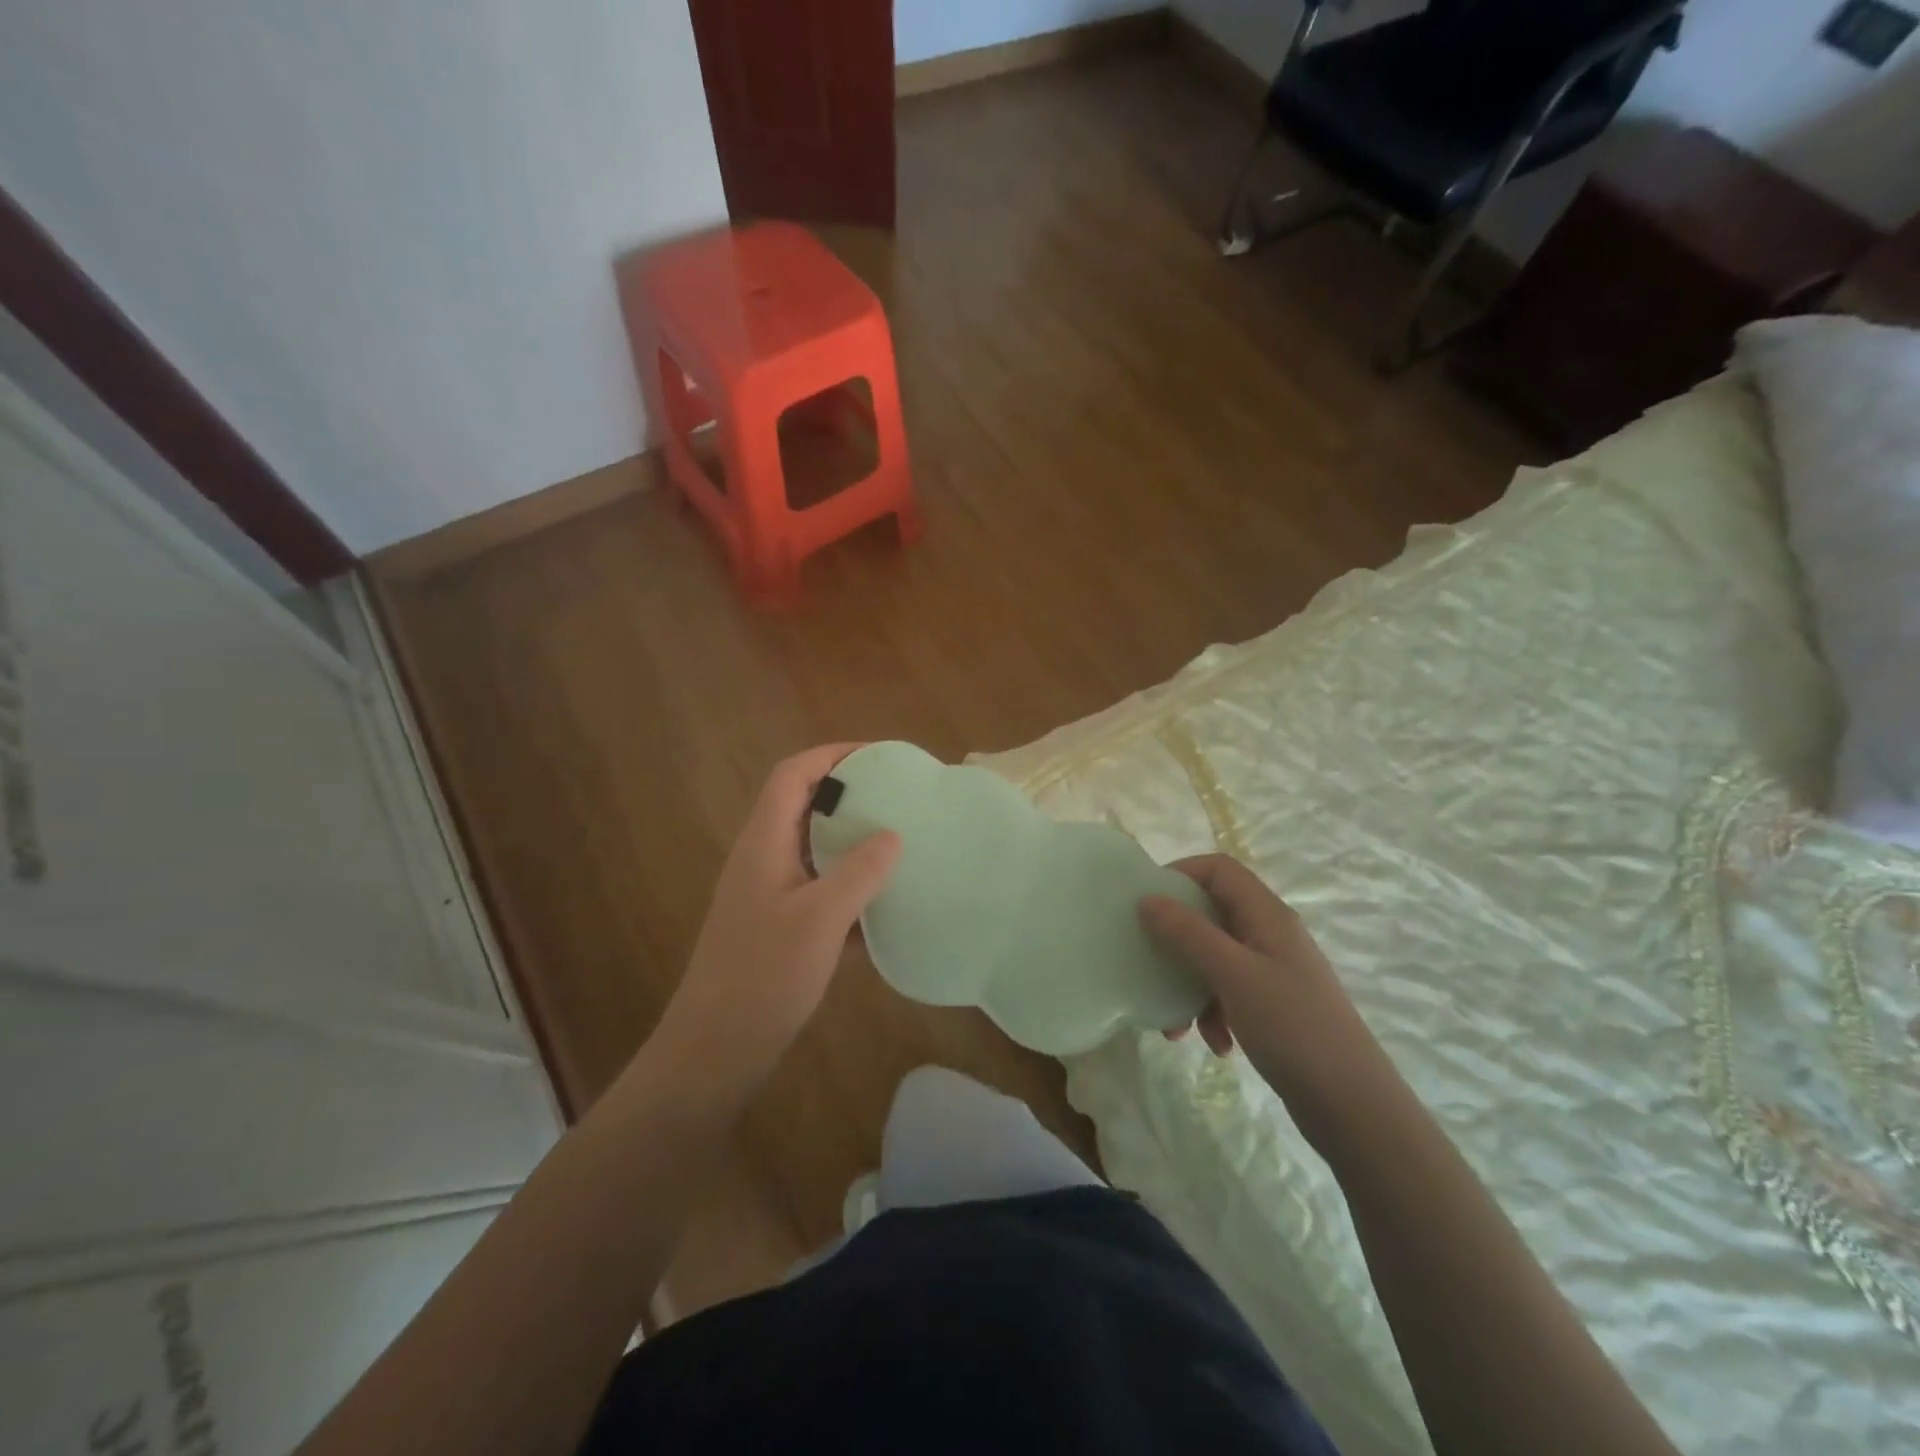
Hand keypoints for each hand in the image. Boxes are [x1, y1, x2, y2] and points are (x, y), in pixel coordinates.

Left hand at [653, 745, 901, 1091]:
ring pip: (814, 849)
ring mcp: (770, 894)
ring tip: (900, 841)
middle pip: (803, 806)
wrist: (715, 1051)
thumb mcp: (819, 920)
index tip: (880, 757)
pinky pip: (820, 889)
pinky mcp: (780, 926)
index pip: (792, 775)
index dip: (832, 755)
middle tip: (899, 798)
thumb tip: (892, 833)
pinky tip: (886, 903)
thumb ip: (858, 872)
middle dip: (849, 794)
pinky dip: (850, 886)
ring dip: (852, 841)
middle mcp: (763, 859)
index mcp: (764, 843)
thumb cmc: (763, 977)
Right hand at [1139, 854, 1389, 1115]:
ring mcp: (1274, 971)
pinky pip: (1230, 992)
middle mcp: (1271, 935)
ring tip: (1176, 1025)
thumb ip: (1188, 933)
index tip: (1145, 901)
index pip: (1219, 869)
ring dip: (1190, 984)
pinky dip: (1214, 1012)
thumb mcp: (1232, 974)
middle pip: (1212, 913)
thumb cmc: (1292, 1027)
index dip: (1181, 874)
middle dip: (1176, 939)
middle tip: (1148, 960)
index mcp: (1267, 915)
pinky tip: (1216, 1044)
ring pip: (1216, 958)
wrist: (1353, 1105)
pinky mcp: (1274, 1006)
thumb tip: (1147, 899)